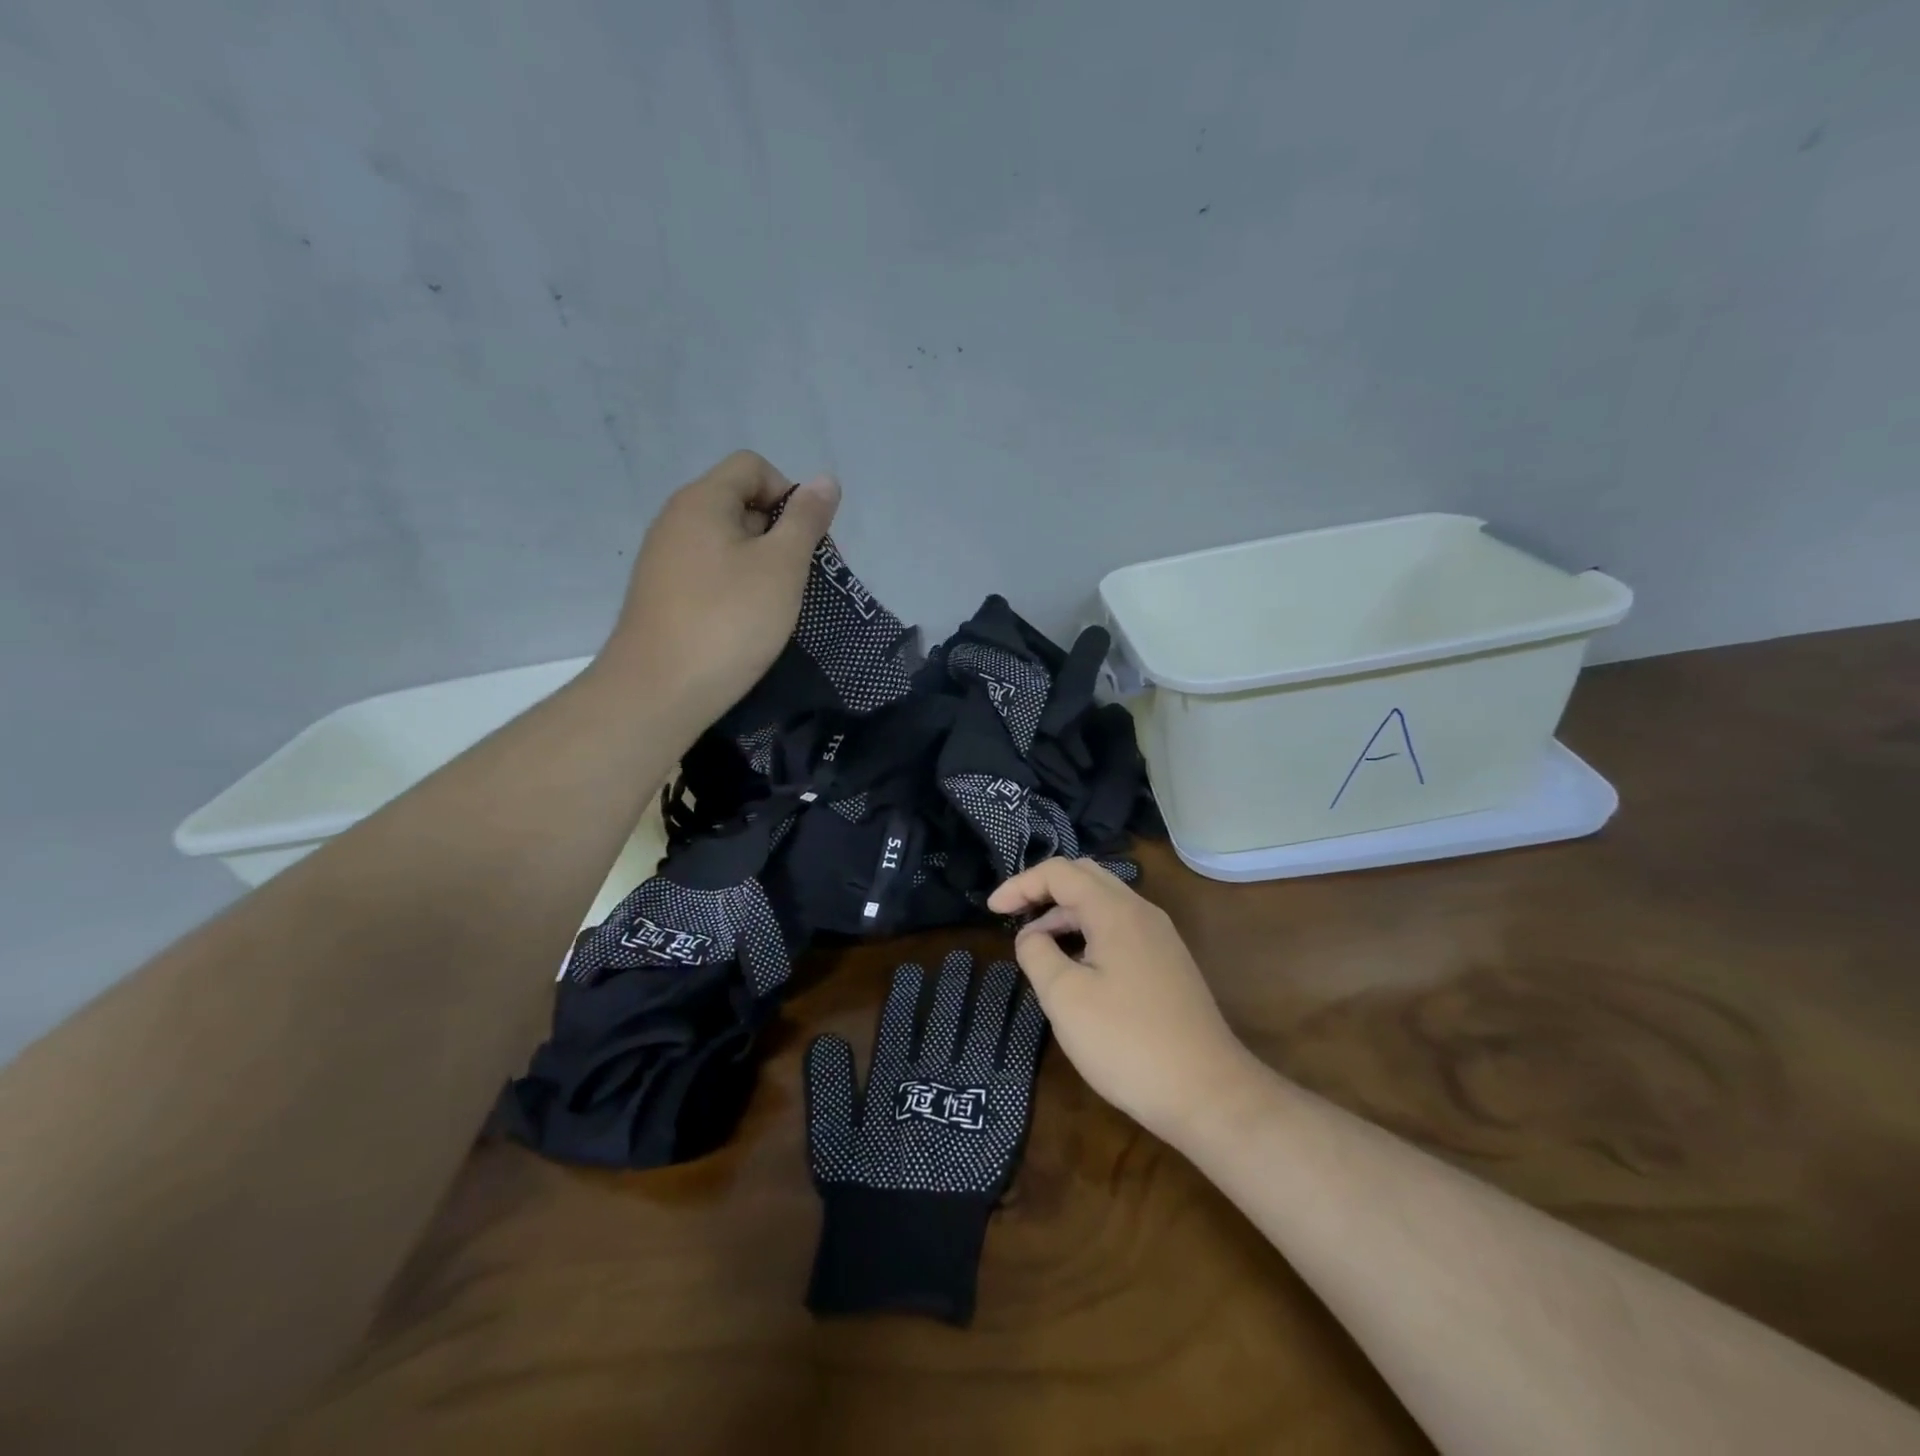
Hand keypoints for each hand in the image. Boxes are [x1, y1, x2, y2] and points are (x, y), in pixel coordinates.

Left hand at [603, 451, 839, 727]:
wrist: (659, 691)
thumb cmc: (729, 621)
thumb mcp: (782, 566)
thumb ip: (806, 520)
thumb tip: (824, 479)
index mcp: (702, 501)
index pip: (752, 466)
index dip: (789, 494)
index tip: (805, 542)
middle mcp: (676, 520)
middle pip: (739, 502)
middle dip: (778, 532)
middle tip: (798, 579)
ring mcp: (664, 559)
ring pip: (726, 542)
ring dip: (760, 564)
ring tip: (775, 605)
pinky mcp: (662, 595)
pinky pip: (709, 573)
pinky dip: (735, 587)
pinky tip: (745, 623)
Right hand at [987, 858, 1261, 1145]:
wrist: (1208, 1093)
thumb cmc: (1127, 1042)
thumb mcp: (1065, 998)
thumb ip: (1038, 953)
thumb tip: (1032, 935)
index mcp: (1116, 911)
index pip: (1060, 872)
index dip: (1021, 884)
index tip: (992, 910)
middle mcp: (1142, 912)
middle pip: (1085, 877)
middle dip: (1044, 889)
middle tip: (1013, 914)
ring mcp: (1160, 938)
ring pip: (1104, 904)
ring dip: (1066, 914)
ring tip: (1037, 946)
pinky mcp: (1167, 963)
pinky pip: (1119, 928)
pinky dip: (1088, 932)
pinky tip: (1075, 967)